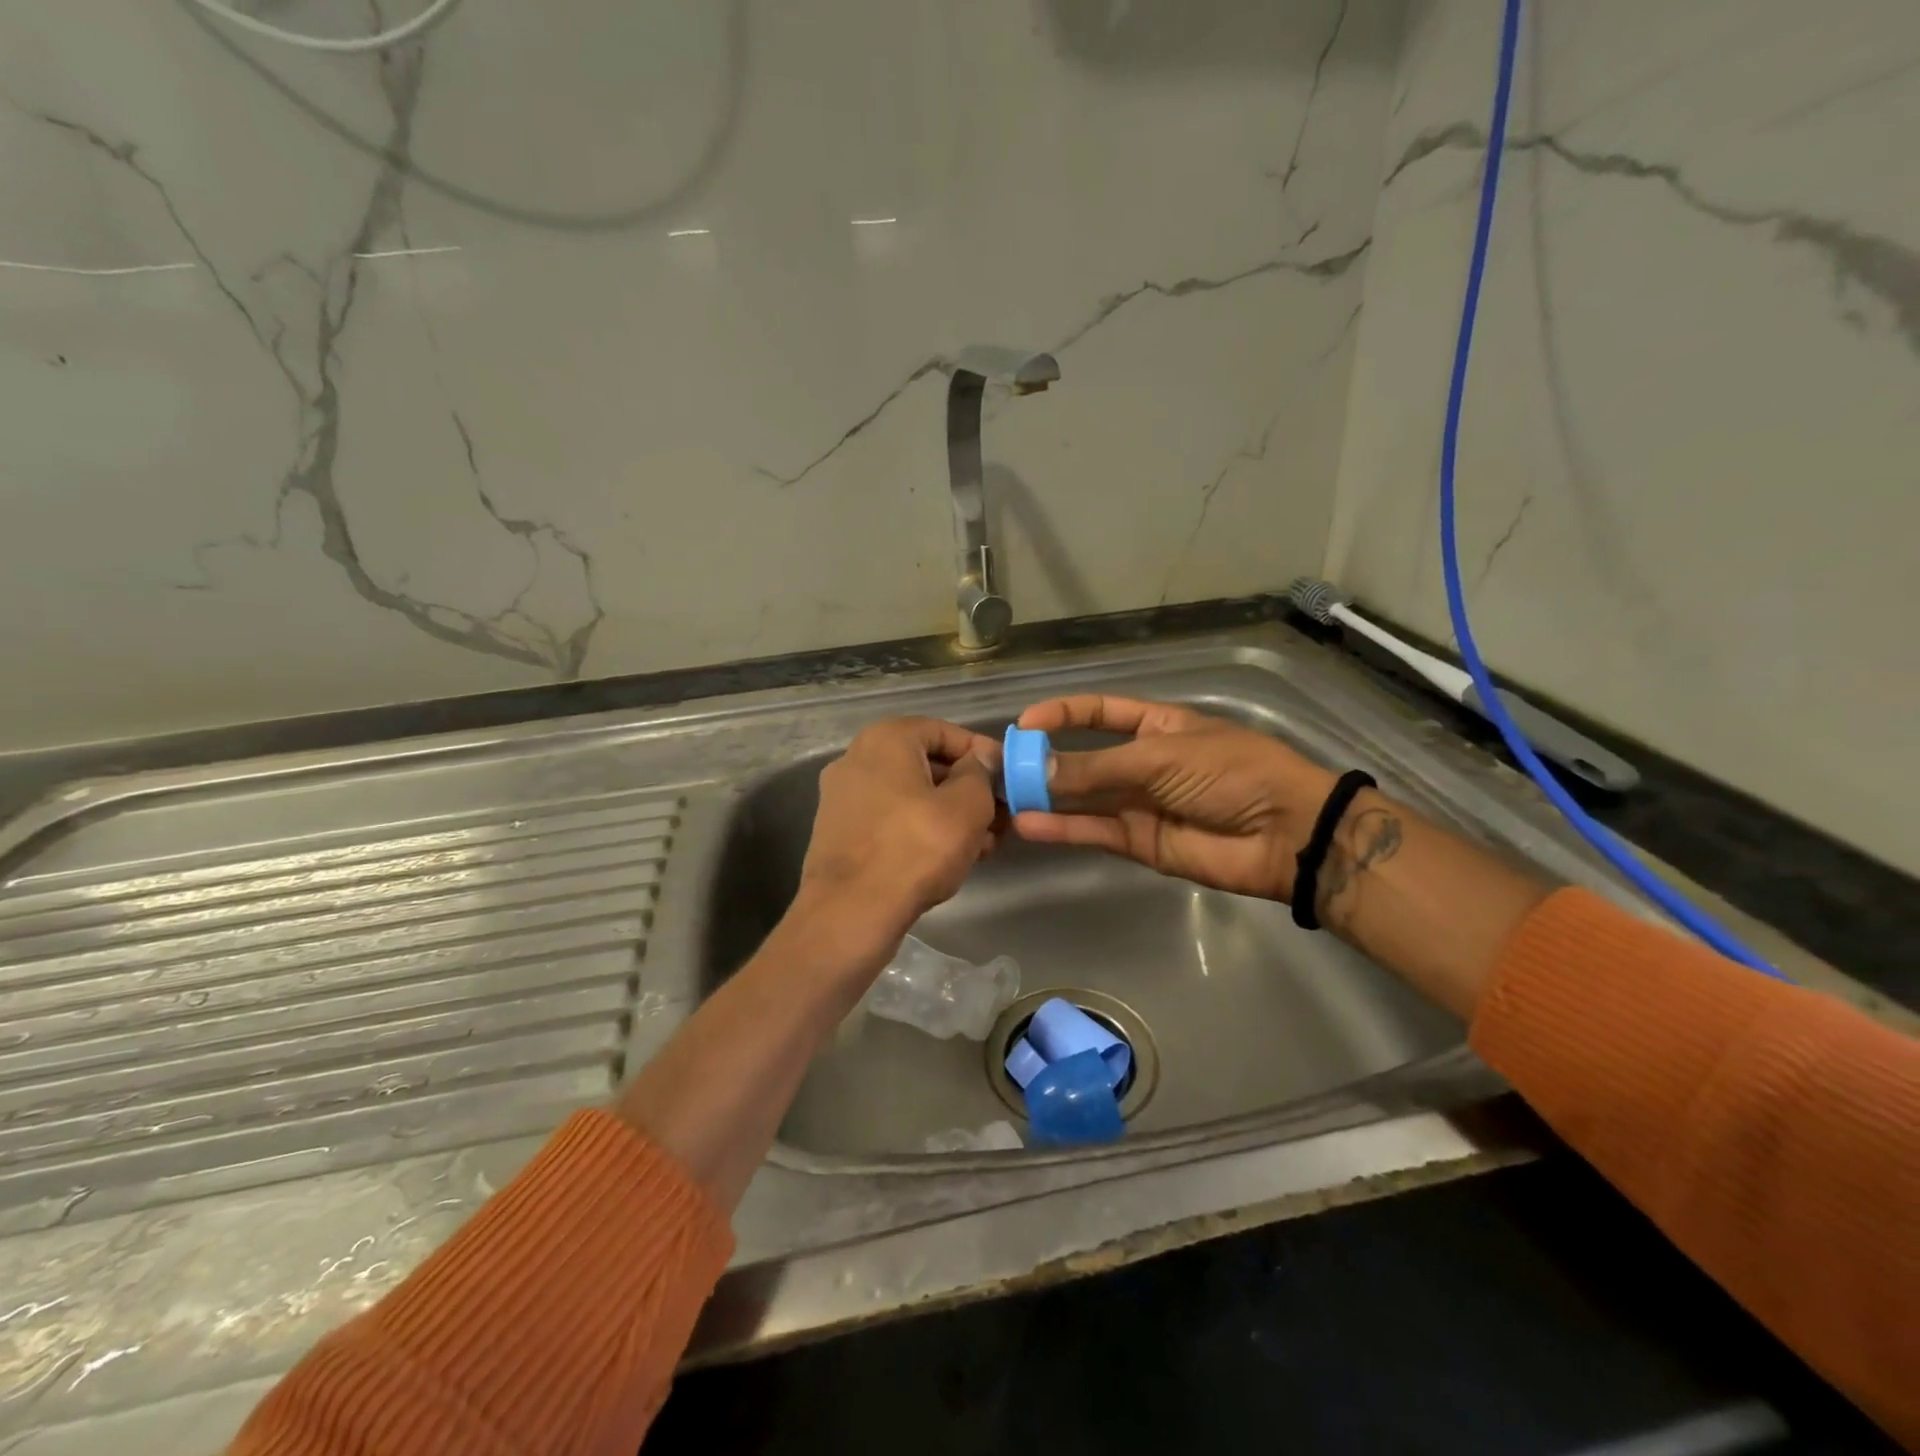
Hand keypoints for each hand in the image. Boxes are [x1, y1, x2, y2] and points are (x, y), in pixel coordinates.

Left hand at [795, 717, 1001, 951]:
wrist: (851, 912)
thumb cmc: (916, 847)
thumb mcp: (967, 806)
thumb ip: (981, 773)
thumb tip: (983, 759)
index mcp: (885, 739)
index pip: (945, 731)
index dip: (982, 753)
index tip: (1008, 778)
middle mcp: (857, 759)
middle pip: (926, 764)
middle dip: (968, 789)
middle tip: (1000, 816)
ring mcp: (843, 798)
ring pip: (910, 796)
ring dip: (949, 814)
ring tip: (984, 845)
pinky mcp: (840, 834)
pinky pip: (891, 821)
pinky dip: (921, 831)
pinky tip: (950, 858)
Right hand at [1011, 695, 1336, 901]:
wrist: (1284, 832)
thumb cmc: (1229, 771)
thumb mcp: (1160, 757)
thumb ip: (1097, 767)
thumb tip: (1038, 769)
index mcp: (1157, 726)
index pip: (1100, 713)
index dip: (1064, 714)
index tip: (1025, 723)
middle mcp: (1144, 763)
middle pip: (1086, 758)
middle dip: (1047, 760)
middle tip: (1005, 767)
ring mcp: (1141, 804)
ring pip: (1085, 798)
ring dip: (1049, 796)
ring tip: (1007, 796)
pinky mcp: (1141, 843)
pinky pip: (1096, 832)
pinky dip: (1064, 829)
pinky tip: (1030, 824)